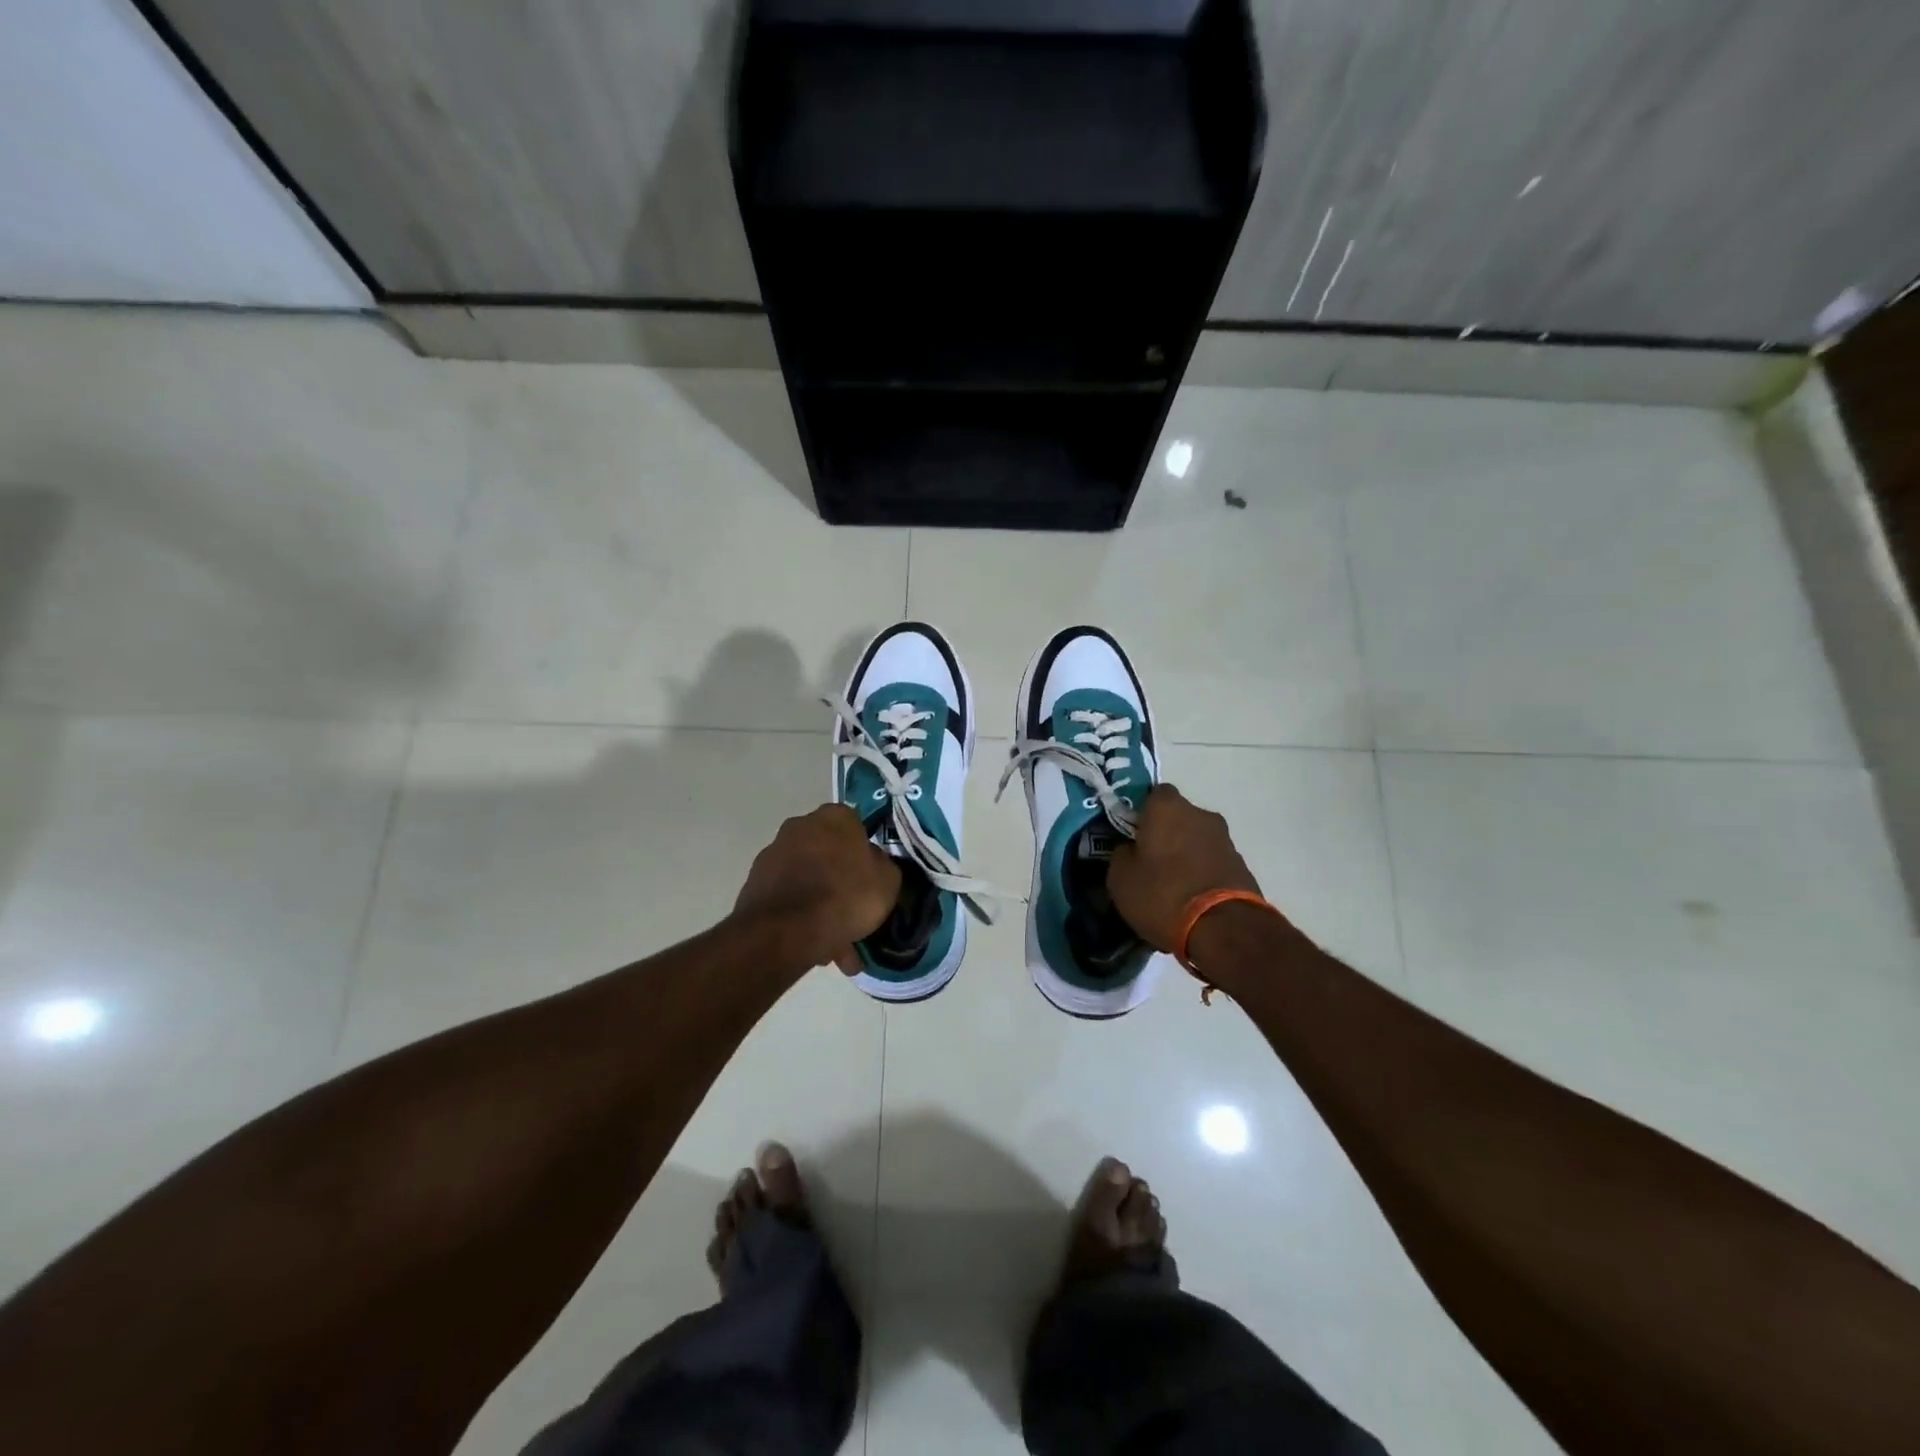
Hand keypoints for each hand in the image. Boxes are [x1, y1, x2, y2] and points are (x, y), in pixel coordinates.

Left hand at [733, 805, 900, 972]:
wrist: (786, 930)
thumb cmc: (846, 895)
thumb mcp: (888, 882)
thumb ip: (882, 866)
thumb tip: (871, 864)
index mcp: (835, 817)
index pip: (856, 827)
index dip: (864, 854)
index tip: (870, 879)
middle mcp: (800, 826)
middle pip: (828, 855)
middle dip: (840, 885)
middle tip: (854, 917)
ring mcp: (773, 854)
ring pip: (808, 880)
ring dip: (821, 908)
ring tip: (835, 949)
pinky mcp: (755, 883)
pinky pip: (789, 899)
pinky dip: (801, 918)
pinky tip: (814, 949)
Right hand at [1108, 786, 1265, 952]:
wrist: (1224, 929)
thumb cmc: (1163, 894)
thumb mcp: (1120, 878)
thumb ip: (1122, 854)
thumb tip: (1131, 849)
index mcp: (1167, 807)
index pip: (1152, 794)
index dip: (1141, 812)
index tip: (1131, 834)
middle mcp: (1200, 814)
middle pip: (1177, 816)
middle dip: (1164, 834)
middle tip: (1149, 861)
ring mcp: (1225, 839)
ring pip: (1196, 839)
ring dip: (1185, 854)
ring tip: (1171, 885)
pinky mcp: (1242, 865)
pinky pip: (1211, 862)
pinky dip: (1201, 872)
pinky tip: (1191, 897)